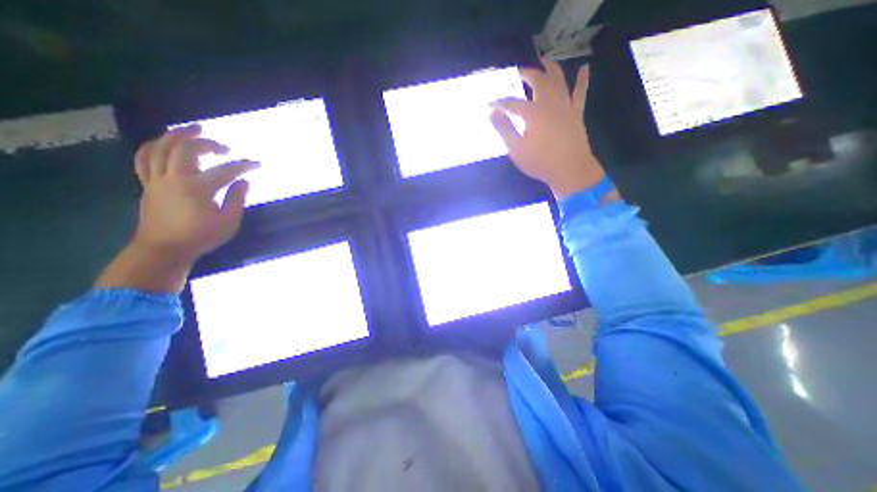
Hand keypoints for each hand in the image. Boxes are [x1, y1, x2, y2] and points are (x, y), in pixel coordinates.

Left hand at [130, 125, 260, 265]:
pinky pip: (144, 158)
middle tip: (224, 147)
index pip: (225, 171)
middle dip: (207, 143)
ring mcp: (157, 179)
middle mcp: (174, 178)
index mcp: (197, 189)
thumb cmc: (201, 236)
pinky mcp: (147, 184)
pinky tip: (165, 143)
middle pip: (186, 149)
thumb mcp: (229, 222)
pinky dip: (155, 146)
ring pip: (161, 147)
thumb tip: (244, 181)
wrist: (164, 248)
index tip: (257, 164)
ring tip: (193, 129)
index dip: (244, 166)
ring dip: (177, 135)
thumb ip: (237, 199)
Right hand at [490, 60, 607, 199]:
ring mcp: (565, 106)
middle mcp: (549, 103)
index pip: (512, 103)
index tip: (489, 105)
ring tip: (546, 60)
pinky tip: (585, 68)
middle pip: (538, 82)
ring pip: (559, 81)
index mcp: (532, 112)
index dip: (499, 103)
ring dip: (552, 68)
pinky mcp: (576, 114)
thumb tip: (492, 113)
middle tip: (520, 71)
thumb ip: (504, 129)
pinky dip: (583, 80)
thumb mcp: (516, 149)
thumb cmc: (540, 162)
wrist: (570, 170)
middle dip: (528, 74)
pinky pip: (580, 93)